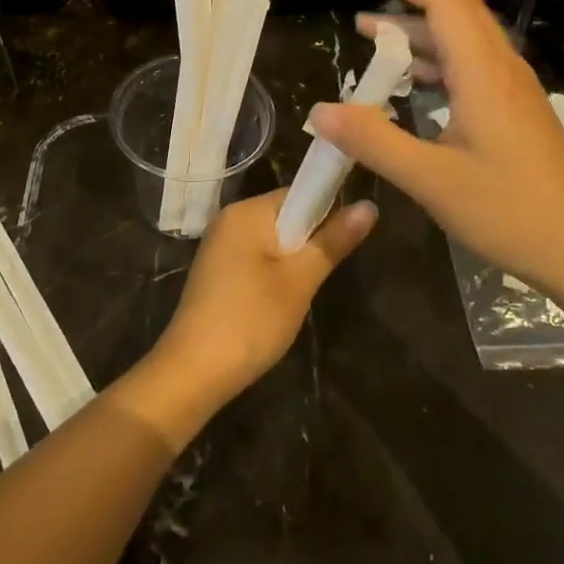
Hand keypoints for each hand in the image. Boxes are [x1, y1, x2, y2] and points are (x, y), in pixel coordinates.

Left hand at [121, 192, 375, 449]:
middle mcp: (230, 219)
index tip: (346, 241)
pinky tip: (279, 303)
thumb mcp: (300, 280)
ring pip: (273, 241)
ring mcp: (221, 245)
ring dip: (294, 262)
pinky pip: (257, 258)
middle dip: (310, 242)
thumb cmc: (251, 319)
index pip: (298, 193)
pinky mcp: (218, 271)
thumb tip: (369, 205)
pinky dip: (275, 274)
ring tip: (303, 292)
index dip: (328, 211)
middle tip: (322, 275)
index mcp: (247, 211)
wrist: (194, 370)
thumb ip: (333, 240)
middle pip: (286, 216)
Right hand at [308, 0, 563, 314]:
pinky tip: (411, 84)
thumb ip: (374, 141)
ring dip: (417, 32)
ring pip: (462, 40)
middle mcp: (501, 69)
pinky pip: (469, 67)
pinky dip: (433, 62)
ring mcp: (512, 90)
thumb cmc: (510, 214)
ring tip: (372, 37)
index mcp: (483, 73)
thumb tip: (320, 111)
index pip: (443, 0)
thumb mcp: (431, 181)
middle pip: (455, 11)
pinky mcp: (514, 111)